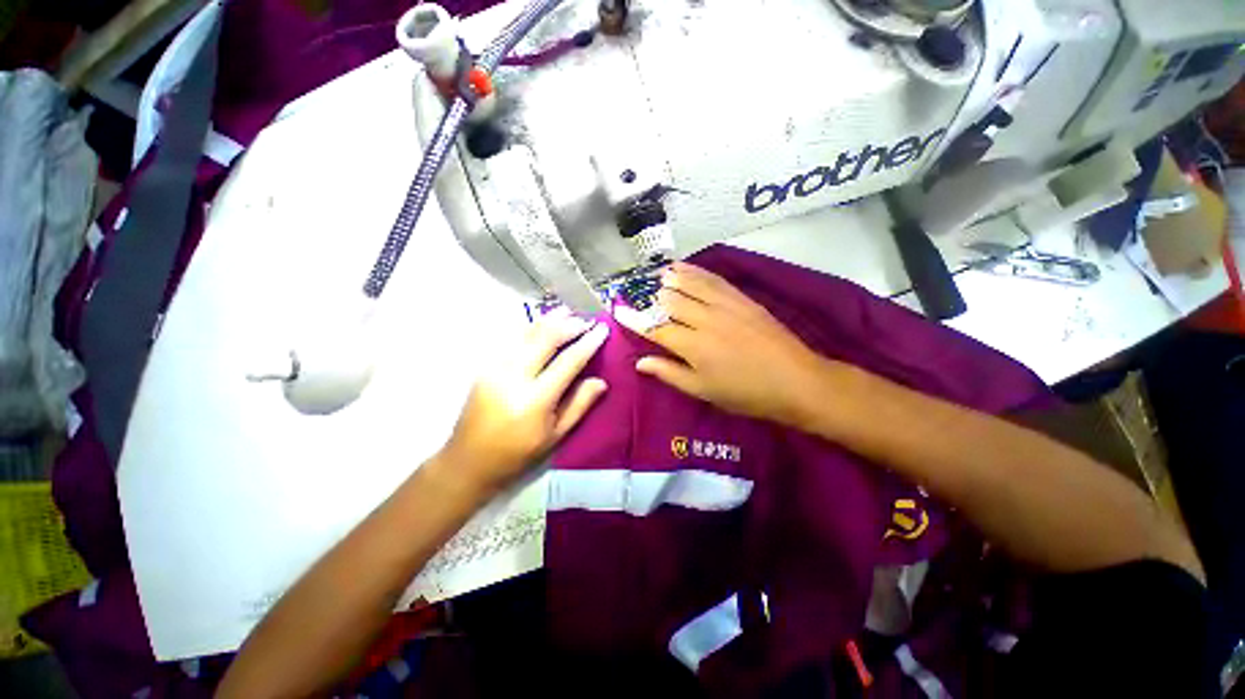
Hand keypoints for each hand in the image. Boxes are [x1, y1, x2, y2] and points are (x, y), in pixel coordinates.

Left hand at [440, 310, 609, 494]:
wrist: (468, 461)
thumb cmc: (517, 454)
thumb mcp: (555, 436)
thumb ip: (579, 405)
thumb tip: (601, 381)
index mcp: (535, 400)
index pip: (568, 361)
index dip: (588, 342)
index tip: (602, 329)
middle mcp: (513, 377)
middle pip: (545, 338)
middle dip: (569, 324)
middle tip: (586, 320)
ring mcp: (495, 368)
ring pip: (526, 332)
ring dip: (549, 320)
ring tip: (567, 312)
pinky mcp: (485, 366)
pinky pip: (512, 338)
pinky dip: (530, 327)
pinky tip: (542, 322)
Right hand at [632, 263, 832, 426]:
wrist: (796, 381)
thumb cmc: (746, 394)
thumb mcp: (703, 391)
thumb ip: (670, 373)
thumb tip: (640, 362)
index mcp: (693, 347)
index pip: (655, 328)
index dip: (634, 319)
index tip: (618, 310)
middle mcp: (705, 320)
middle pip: (669, 302)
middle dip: (650, 298)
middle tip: (638, 296)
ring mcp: (724, 305)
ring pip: (689, 284)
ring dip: (669, 279)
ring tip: (656, 276)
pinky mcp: (741, 298)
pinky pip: (712, 279)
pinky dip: (694, 271)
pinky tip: (683, 268)